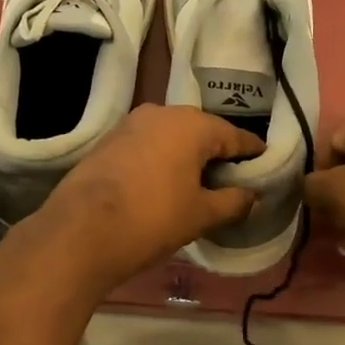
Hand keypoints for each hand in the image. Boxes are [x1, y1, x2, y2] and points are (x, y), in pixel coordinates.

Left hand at [33, 104, 262, 290]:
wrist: (80, 231)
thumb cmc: (152, 219)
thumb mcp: (201, 215)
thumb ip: (233, 201)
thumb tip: (252, 196)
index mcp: (192, 125)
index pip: (234, 136)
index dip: (252, 153)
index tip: (265, 164)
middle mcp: (162, 113)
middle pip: (201, 132)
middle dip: (218, 153)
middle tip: (231, 180)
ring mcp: (130, 124)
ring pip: (171, 136)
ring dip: (187, 156)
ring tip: (197, 184)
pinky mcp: (108, 140)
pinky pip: (148, 145)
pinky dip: (162, 159)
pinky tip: (163, 183)